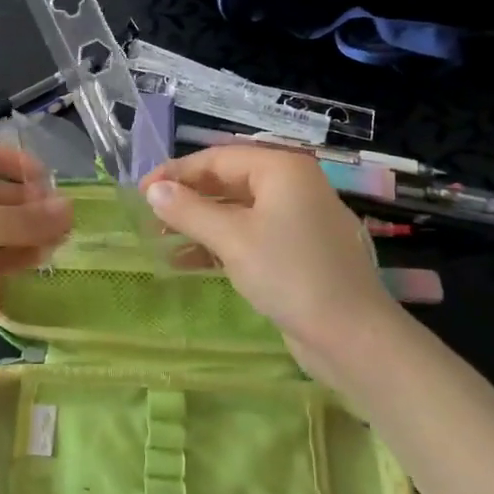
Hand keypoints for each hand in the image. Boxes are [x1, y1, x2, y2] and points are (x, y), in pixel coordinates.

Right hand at [140, 146, 400, 384]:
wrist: (351, 336)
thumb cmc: (289, 273)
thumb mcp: (232, 238)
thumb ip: (189, 210)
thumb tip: (153, 189)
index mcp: (282, 168)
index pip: (218, 158)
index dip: (177, 172)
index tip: (141, 191)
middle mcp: (292, 185)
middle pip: (228, 180)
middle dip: (188, 197)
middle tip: (150, 215)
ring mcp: (297, 219)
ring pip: (237, 210)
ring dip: (200, 222)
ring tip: (161, 237)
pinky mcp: (297, 250)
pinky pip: (250, 234)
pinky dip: (220, 243)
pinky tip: (188, 260)